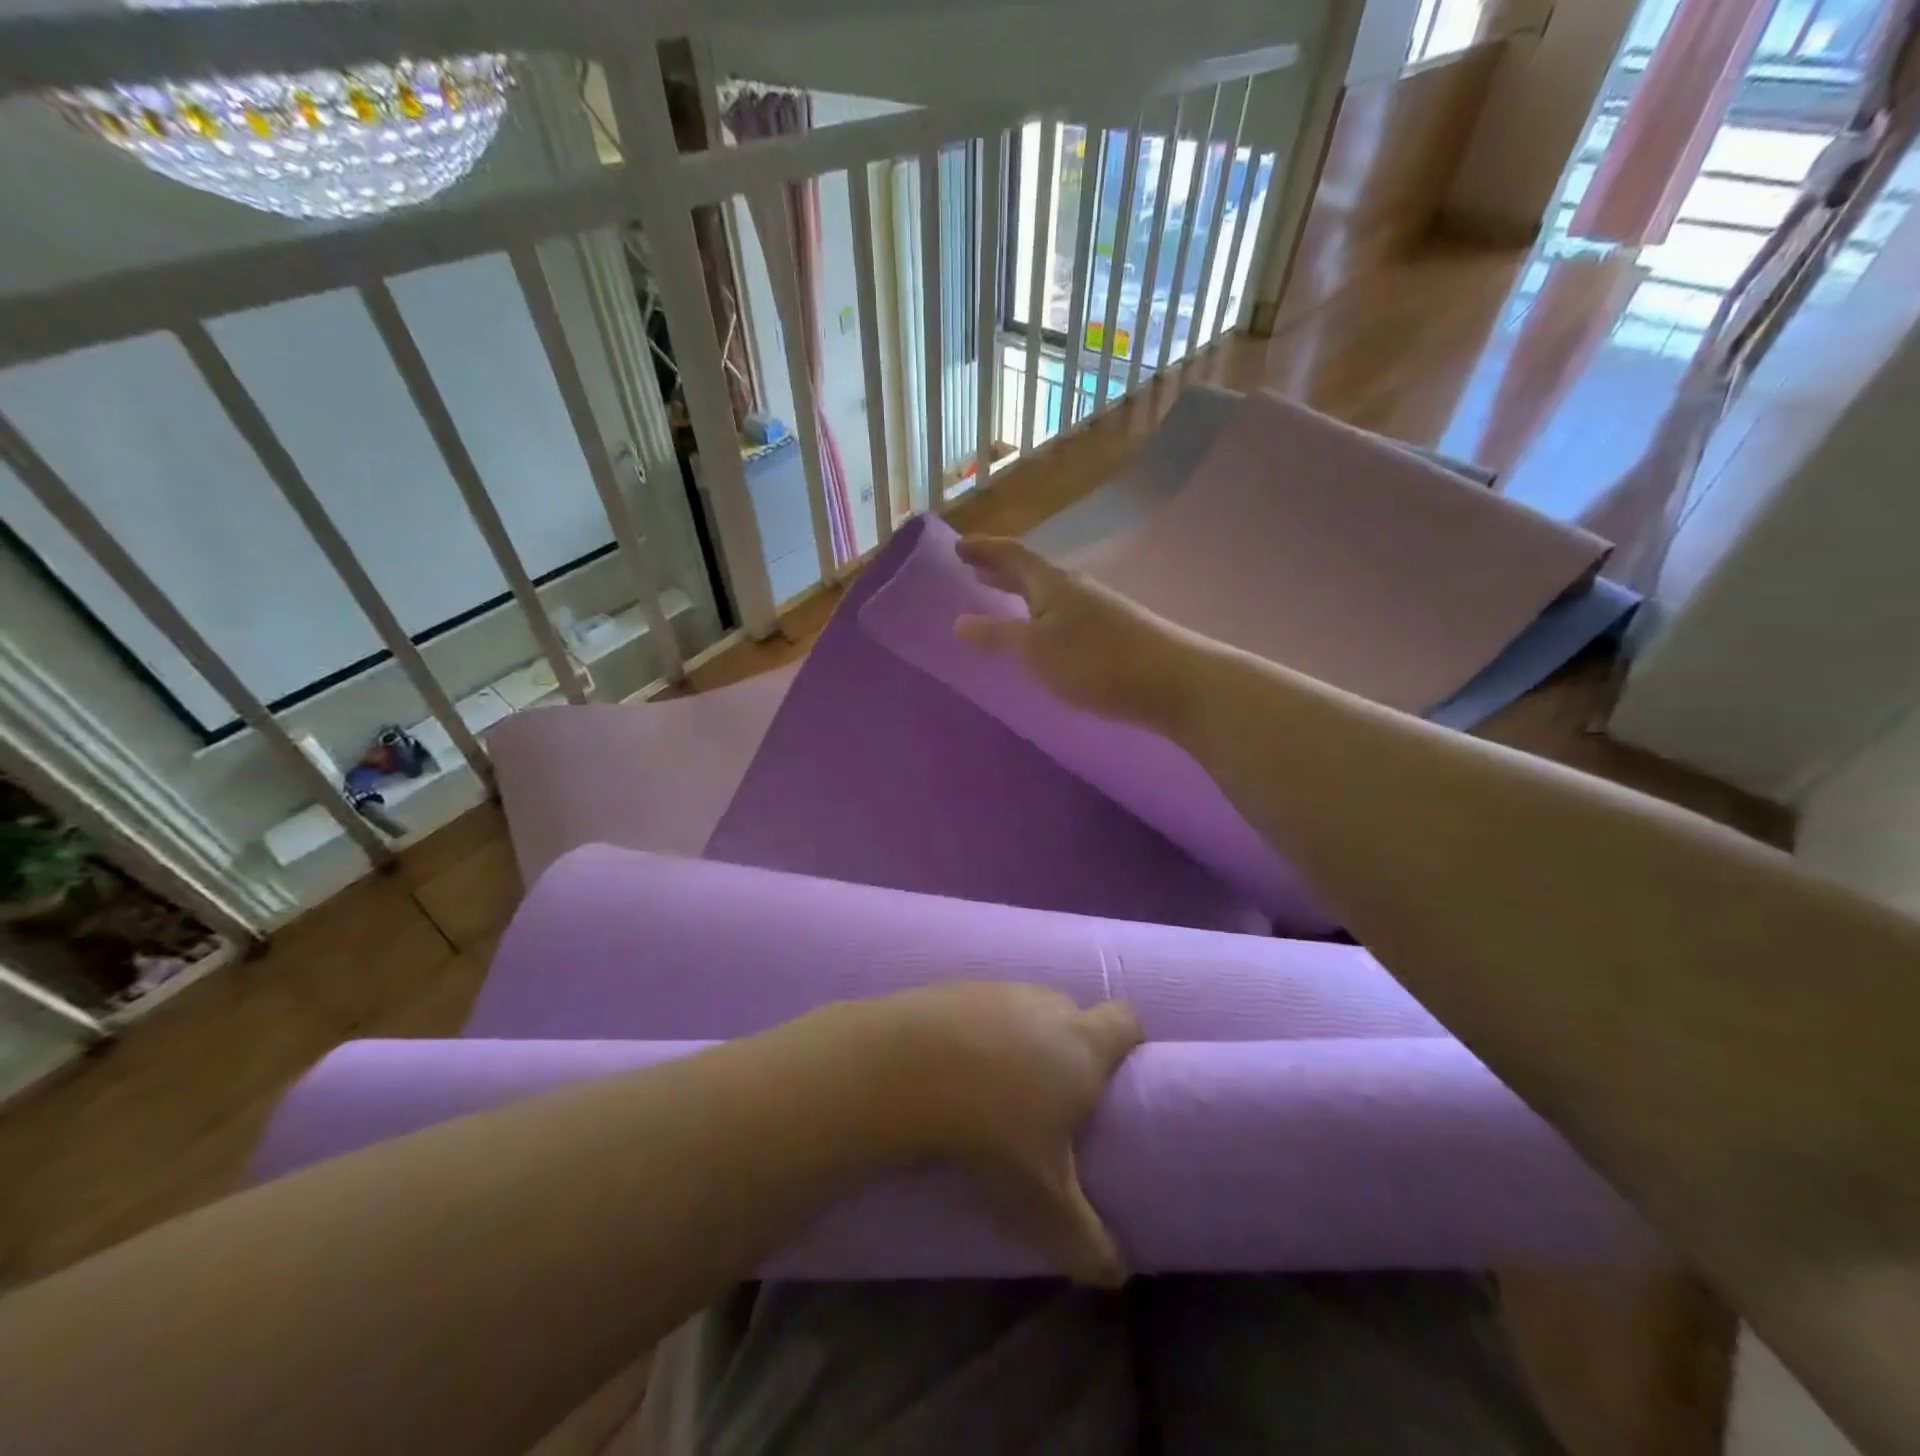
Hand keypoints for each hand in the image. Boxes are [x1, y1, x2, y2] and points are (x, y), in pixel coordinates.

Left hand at [862, 983, 1143, 1284]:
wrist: (906, 1067)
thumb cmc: (992, 1127)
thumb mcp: (1042, 1197)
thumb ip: (1085, 1237)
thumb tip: (1115, 1275)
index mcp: (1084, 1044)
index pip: (1127, 1021)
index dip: (1128, 1041)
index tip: (1117, 1072)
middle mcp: (1049, 1006)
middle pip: (1075, 1013)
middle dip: (1071, 1046)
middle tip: (1055, 1093)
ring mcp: (1001, 989)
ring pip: (1028, 1007)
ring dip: (1023, 1037)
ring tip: (1001, 1083)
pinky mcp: (959, 986)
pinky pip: (984, 1007)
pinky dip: (981, 1029)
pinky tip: (959, 1065)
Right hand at [953, 536, 1196, 733]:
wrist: (1172, 681)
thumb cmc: (1096, 661)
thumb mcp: (1036, 650)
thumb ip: (997, 636)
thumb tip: (958, 622)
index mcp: (1051, 583)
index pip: (1012, 555)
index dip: (984, 549)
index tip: (958, 547)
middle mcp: (1074, 588)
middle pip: (1031, 571)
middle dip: (1000, 569)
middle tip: (973, 569)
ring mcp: (1097, 609)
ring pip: (1048, 593)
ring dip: (1020, 592)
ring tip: (1000, 598)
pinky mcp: (1111, 632)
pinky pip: (1062, 613)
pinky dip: (1040, 614)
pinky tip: (1042, 634)